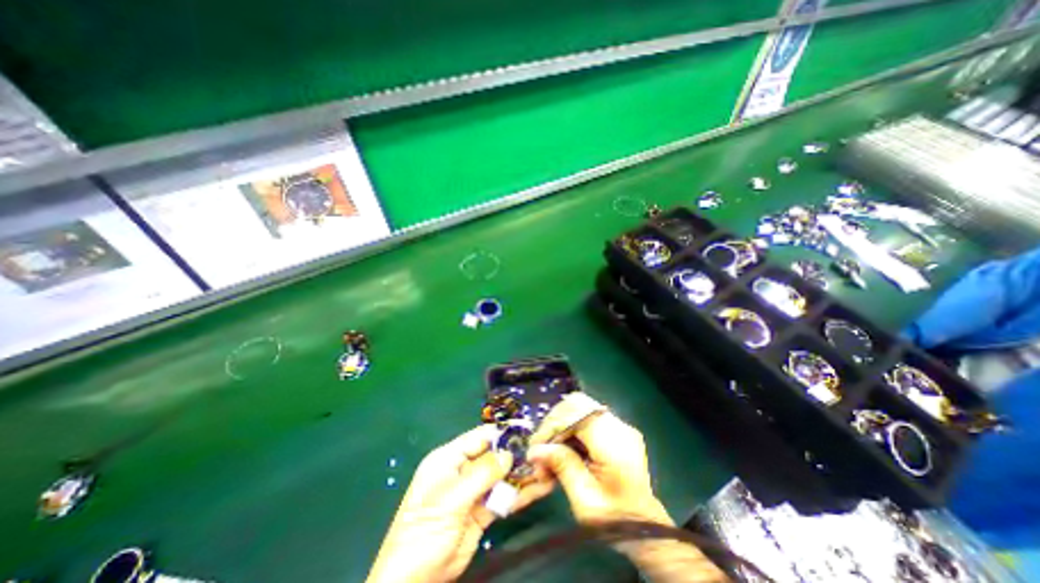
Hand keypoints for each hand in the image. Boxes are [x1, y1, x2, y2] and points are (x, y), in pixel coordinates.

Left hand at [369, 425, 556, 582]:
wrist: (415, 581)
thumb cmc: (425, 531)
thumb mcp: (451, 498)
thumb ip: (482, 473)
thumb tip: (508, 454)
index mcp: (449, 458)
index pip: (479, 437)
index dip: (502, 433)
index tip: (527, 429)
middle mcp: (463, 470)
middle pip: (494, 455)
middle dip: (517, 453)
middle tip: (543, 451)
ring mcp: (474, 491)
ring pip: (502, 476)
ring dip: (523, 473)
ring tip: (548, 468)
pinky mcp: (483, 511)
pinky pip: (504, 497)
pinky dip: (521, 492)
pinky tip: (541, 487)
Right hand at [528, 413, 729, 582]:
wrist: (645, 529)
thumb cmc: (615, 521)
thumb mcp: (585, 500)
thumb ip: (562, 467)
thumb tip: (535, 450)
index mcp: (615, 444)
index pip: (576, 415)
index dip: (552, 426)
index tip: (535, 447)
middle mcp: (619, 427)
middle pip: (577, 404)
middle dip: (554, 422)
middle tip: (541, 447)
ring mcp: (619, 425)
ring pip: (579, 408)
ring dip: (560, 425)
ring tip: (549, 450)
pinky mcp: (616, 428)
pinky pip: (585, 417)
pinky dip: (570, 429)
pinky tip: (563, 448)